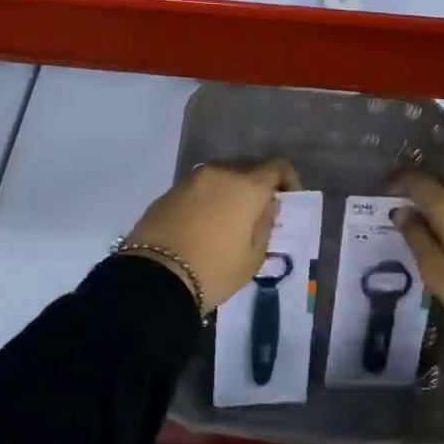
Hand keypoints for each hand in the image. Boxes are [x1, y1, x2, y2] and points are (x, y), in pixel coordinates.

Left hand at [124, 159, 301, 310]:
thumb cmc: (214, 270)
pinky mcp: (169, 191)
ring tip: (231, 218)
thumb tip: (266, 205)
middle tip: (260, 211)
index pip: (277, 166)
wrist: (155, 278)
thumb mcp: (253, 257)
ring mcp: (191, 179)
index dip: (288, 180)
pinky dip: (209, 198)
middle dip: (258, 184)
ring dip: (232, 189)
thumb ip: (265, 224)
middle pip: (248, 167)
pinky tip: (206, 222)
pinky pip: (199, 187)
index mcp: (246, 185)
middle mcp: (219, 172)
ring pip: (221, 175)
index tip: (288, 200)